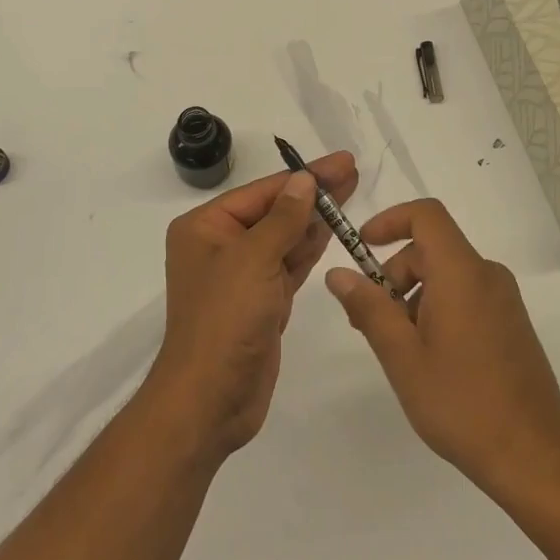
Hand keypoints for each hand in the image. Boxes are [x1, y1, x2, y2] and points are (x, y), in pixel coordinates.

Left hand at [147, 152, 357, 462]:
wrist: (211, 399)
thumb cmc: (225, 319)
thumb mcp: (254, 259)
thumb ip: (284, 218)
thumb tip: (304, 180)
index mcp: (206, 227)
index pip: (263, 192)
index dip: (304, 176)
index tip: (342, 161)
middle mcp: (221, 245)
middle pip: (275, 211)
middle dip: (313, 193)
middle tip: (353, 172)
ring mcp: (243, 275)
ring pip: (285, 237)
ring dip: (316, 218)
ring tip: (351, 193)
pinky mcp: (262, 301)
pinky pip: (290, 265)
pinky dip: (311, 248)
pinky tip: (334, 230)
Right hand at [325, 199, 559, 498]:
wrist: (534, 458)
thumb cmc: (461, 403)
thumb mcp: (402, 357)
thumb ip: (368, 308)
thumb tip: (338, 274)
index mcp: (462, 273)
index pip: (426, 215)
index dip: (390, 220)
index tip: (362, 247)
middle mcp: (488, 275)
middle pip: (432, 249)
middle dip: (394, 273)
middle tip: (369, 319)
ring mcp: (504, 300)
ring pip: (447, 275)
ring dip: (414, 296)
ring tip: (399, 348)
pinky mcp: (512, 323)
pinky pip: (466, 295)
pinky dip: (438, 308)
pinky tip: (429, 358)